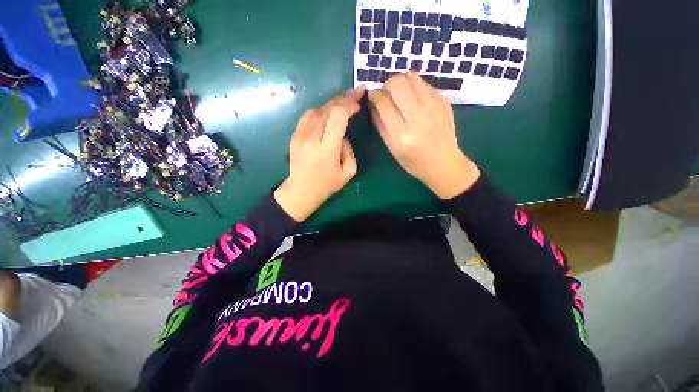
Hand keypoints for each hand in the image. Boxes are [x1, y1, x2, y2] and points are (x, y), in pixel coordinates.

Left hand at [274, 86, 364, 220]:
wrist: (300, 191)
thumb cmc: (326, 185)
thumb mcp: (348, 173)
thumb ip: (349, 150)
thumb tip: (343, 135)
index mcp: (326, 150)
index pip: (337, 117)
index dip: (349, 105)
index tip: (359, 103)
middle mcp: (311, 139)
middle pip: (327, 109)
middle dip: (344, 98)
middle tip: (357, 92)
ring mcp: (300, 136)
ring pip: (317, 109)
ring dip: (333, 102)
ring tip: (345, 100)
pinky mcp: (294, 136)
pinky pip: (308, 116)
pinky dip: (321, 109)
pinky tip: (329, 110)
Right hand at [368, 73, 479, 198]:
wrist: (444, 163)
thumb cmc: (413, 162)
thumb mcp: (392, 148)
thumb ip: (380, 124)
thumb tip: (373, 102)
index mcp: (401, 135)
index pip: (384, 103)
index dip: (375, 95)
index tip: (373, 96)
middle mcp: (418, 118)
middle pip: (397, 83)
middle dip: (387, 85)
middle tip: (386, 94)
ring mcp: (434, 107)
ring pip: (412, 77)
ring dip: (401, 83)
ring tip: (400, 95)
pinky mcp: (444, 102)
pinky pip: (424, 84)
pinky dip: (414, 87)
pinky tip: (414, 100)